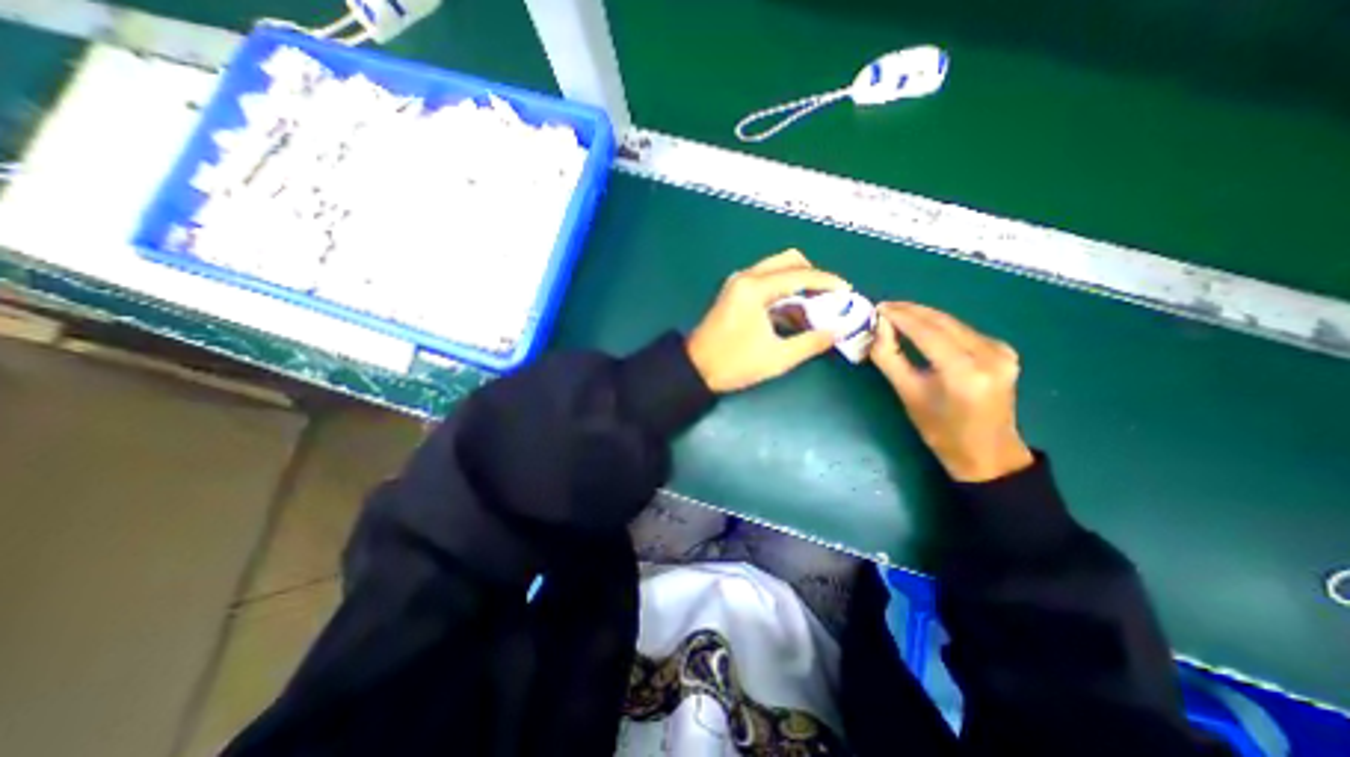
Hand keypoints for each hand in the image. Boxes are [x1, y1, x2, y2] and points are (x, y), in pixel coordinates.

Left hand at [691, 249, 844, 393]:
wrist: (695, 369)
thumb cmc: (734, 364)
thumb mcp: (777, 357)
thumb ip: (810, 343)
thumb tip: (836, 332)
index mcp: (754, 288)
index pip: (799, 275)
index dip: (827, 282)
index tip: (847, 292)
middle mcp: (746, 278)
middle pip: (789, 261)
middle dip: (813, 277)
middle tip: (829, 297)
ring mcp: (738, 284)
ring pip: (777, 270)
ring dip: (799, 284)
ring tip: (816, 308)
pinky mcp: (735, 293)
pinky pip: (766, 283)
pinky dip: (784, 293)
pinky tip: (795, 314)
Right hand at [869, 299, 1028, 479]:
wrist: (988, 453)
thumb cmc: (941, 431)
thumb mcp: (908, 395)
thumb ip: (890, 358)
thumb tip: (878, 328)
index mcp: (965, 373)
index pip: (928, 332)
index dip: (901, 317)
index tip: (878, 307)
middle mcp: (989, 356)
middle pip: (943, 322)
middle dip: (911, 311)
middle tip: (884, 307)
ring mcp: (1001, 352)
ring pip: (953, 323)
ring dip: (924, 316)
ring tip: (896, 314)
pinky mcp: (1004, 351)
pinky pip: (964, 330)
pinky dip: (939, 326)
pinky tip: (922, 326)